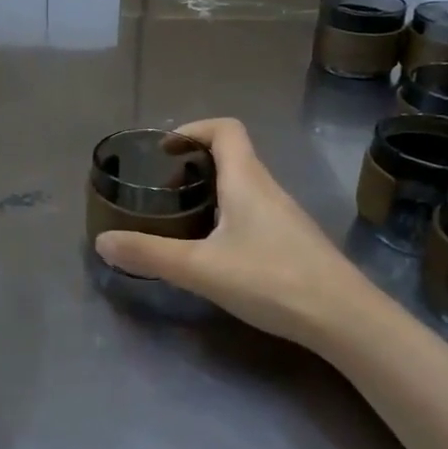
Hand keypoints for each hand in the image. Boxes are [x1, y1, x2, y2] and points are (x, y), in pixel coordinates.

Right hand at [93, 118, 361, 346]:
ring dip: (212, 191)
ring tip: (183, 219)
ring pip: (244, 187)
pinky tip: (217, 251)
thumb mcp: (200, 268)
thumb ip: (150, 253)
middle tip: (165, 189)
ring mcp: (285, 216)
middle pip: (233, 156)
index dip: (193, 128)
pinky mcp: (294, 242)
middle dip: (195, 164)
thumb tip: (102, 241)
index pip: (225, 129)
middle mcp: (268, 189)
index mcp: (246, 180)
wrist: (345, 320)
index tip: (166, 149)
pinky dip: (229, 216)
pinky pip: (255, 212)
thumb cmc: (271, 279)